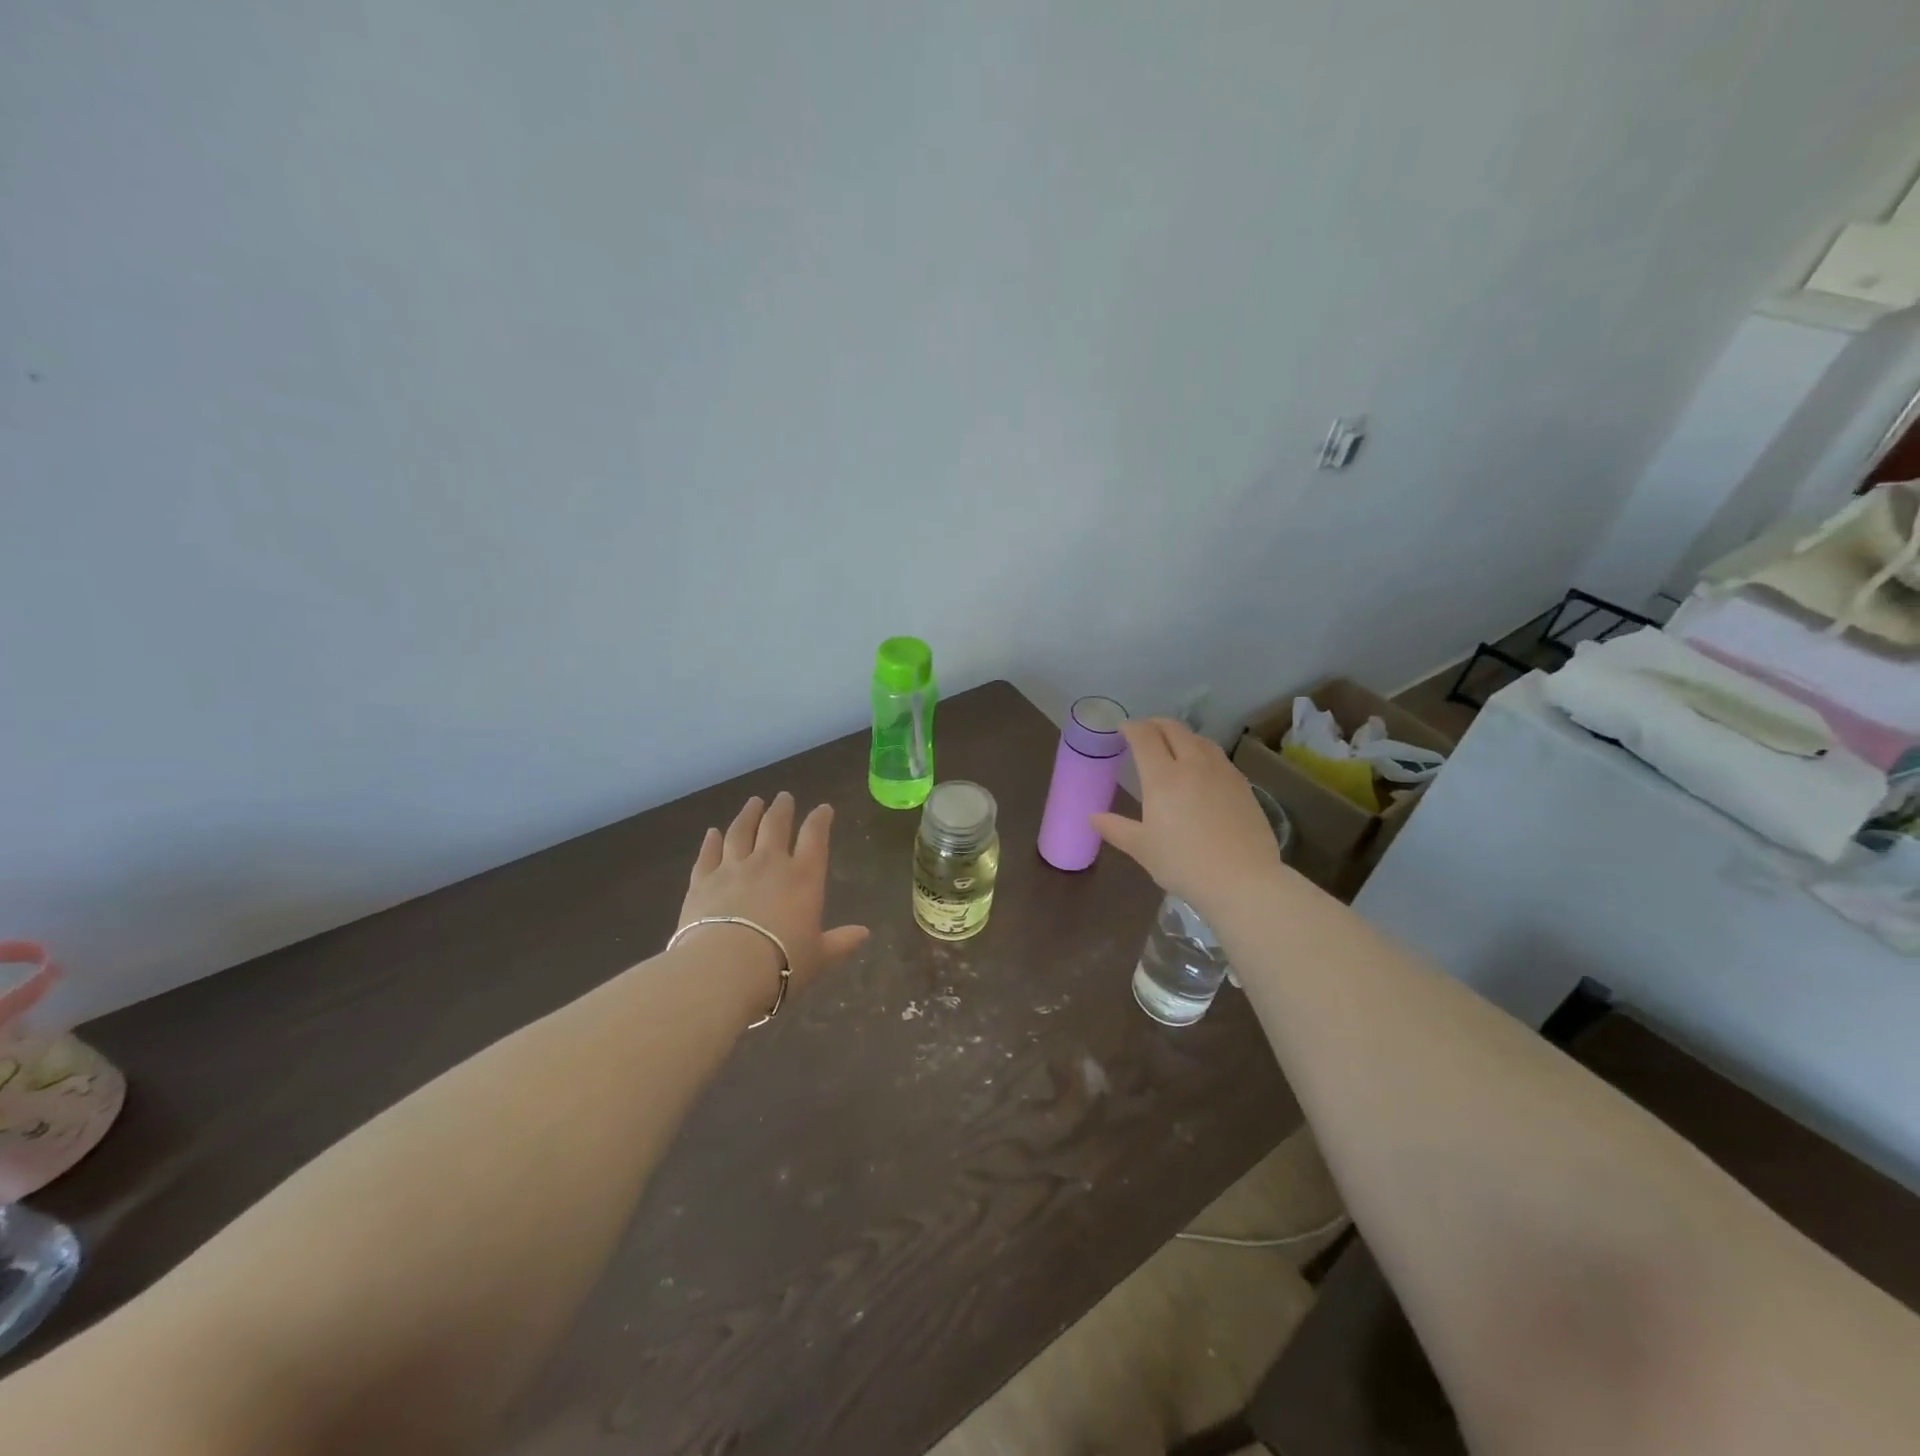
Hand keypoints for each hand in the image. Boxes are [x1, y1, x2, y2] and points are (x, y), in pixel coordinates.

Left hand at [678, 792, 869, 998]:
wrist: (724, 969)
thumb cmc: (781, 963)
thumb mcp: (819, 957)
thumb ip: (840, 942)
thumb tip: (864, 934)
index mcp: (804, 877)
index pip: (815, 837)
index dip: (820, 819)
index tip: (823, 808)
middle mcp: (769, 863)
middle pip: (775, 826)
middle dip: (782, 809)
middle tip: (784, 797)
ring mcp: (733, 868)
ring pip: (741, 832)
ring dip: (748, 815)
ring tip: (753, 802)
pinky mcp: (702, 881)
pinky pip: (708, 854)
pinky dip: (711, 841)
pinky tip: (712, 832)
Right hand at [1091, 718, 1283, 917]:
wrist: (1243, 880)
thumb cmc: (1184, 864)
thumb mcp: (1143, 849)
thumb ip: (1116, 829)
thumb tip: (1093, 817)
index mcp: (1163, 777)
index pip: (1144, 736)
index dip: (1131, 727)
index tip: (1122, 730)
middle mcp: (1193, 764)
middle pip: (1174, 729)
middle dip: (1155, 724)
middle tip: (1144, 733)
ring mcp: (1222, 772)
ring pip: (1199, 739)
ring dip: (1181, 735)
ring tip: (1173, 747)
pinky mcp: (1243, 785)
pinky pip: (1218, 757)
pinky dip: (1202, 752)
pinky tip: (1201, 771)